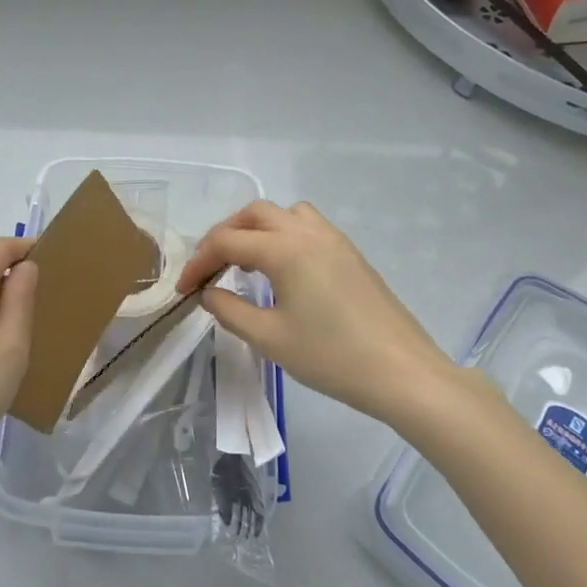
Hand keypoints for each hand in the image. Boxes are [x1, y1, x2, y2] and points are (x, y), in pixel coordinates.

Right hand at [177, 201, 459, 426]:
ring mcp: (334, 240)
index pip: (227, 242)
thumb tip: (208, 293)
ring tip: (245, 262)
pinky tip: (283, 270)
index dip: (199, 262)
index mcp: (284, 249)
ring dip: (256, 229)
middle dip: (224, 236)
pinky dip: (284, 235)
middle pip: (254, 215)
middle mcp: (307, 232)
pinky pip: (308, 226)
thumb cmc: (331, 357)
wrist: (402, 372)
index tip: (184, 289)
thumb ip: (230, 310)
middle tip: (210, 269)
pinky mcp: (351, 254)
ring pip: (284, 214)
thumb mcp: (269, 338)